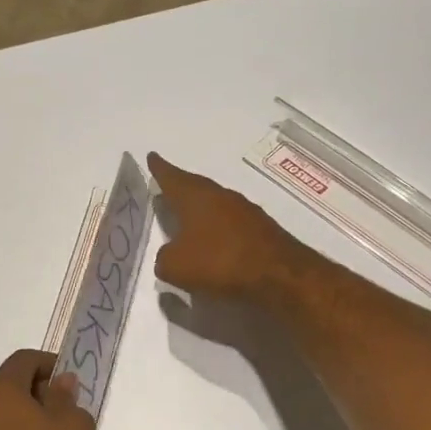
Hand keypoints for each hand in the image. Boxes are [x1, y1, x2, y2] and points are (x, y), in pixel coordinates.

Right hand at [148, 152, 305, 301]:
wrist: (278, 274)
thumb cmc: (219, 261)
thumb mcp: (175, 266)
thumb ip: (164, 258)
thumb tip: (169, 255)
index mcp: (195, 197)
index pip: (172, 177)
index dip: (159, 168)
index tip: (152, 156)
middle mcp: (220, 196)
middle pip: (195, 186)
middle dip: (180, 186)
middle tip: (167, 186)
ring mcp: (244, 210)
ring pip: (215, 203)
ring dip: (201, 208)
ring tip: (188, 216)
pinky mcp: (261, 228)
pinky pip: (231, 222)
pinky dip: (218, 227)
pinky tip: (214, 241)